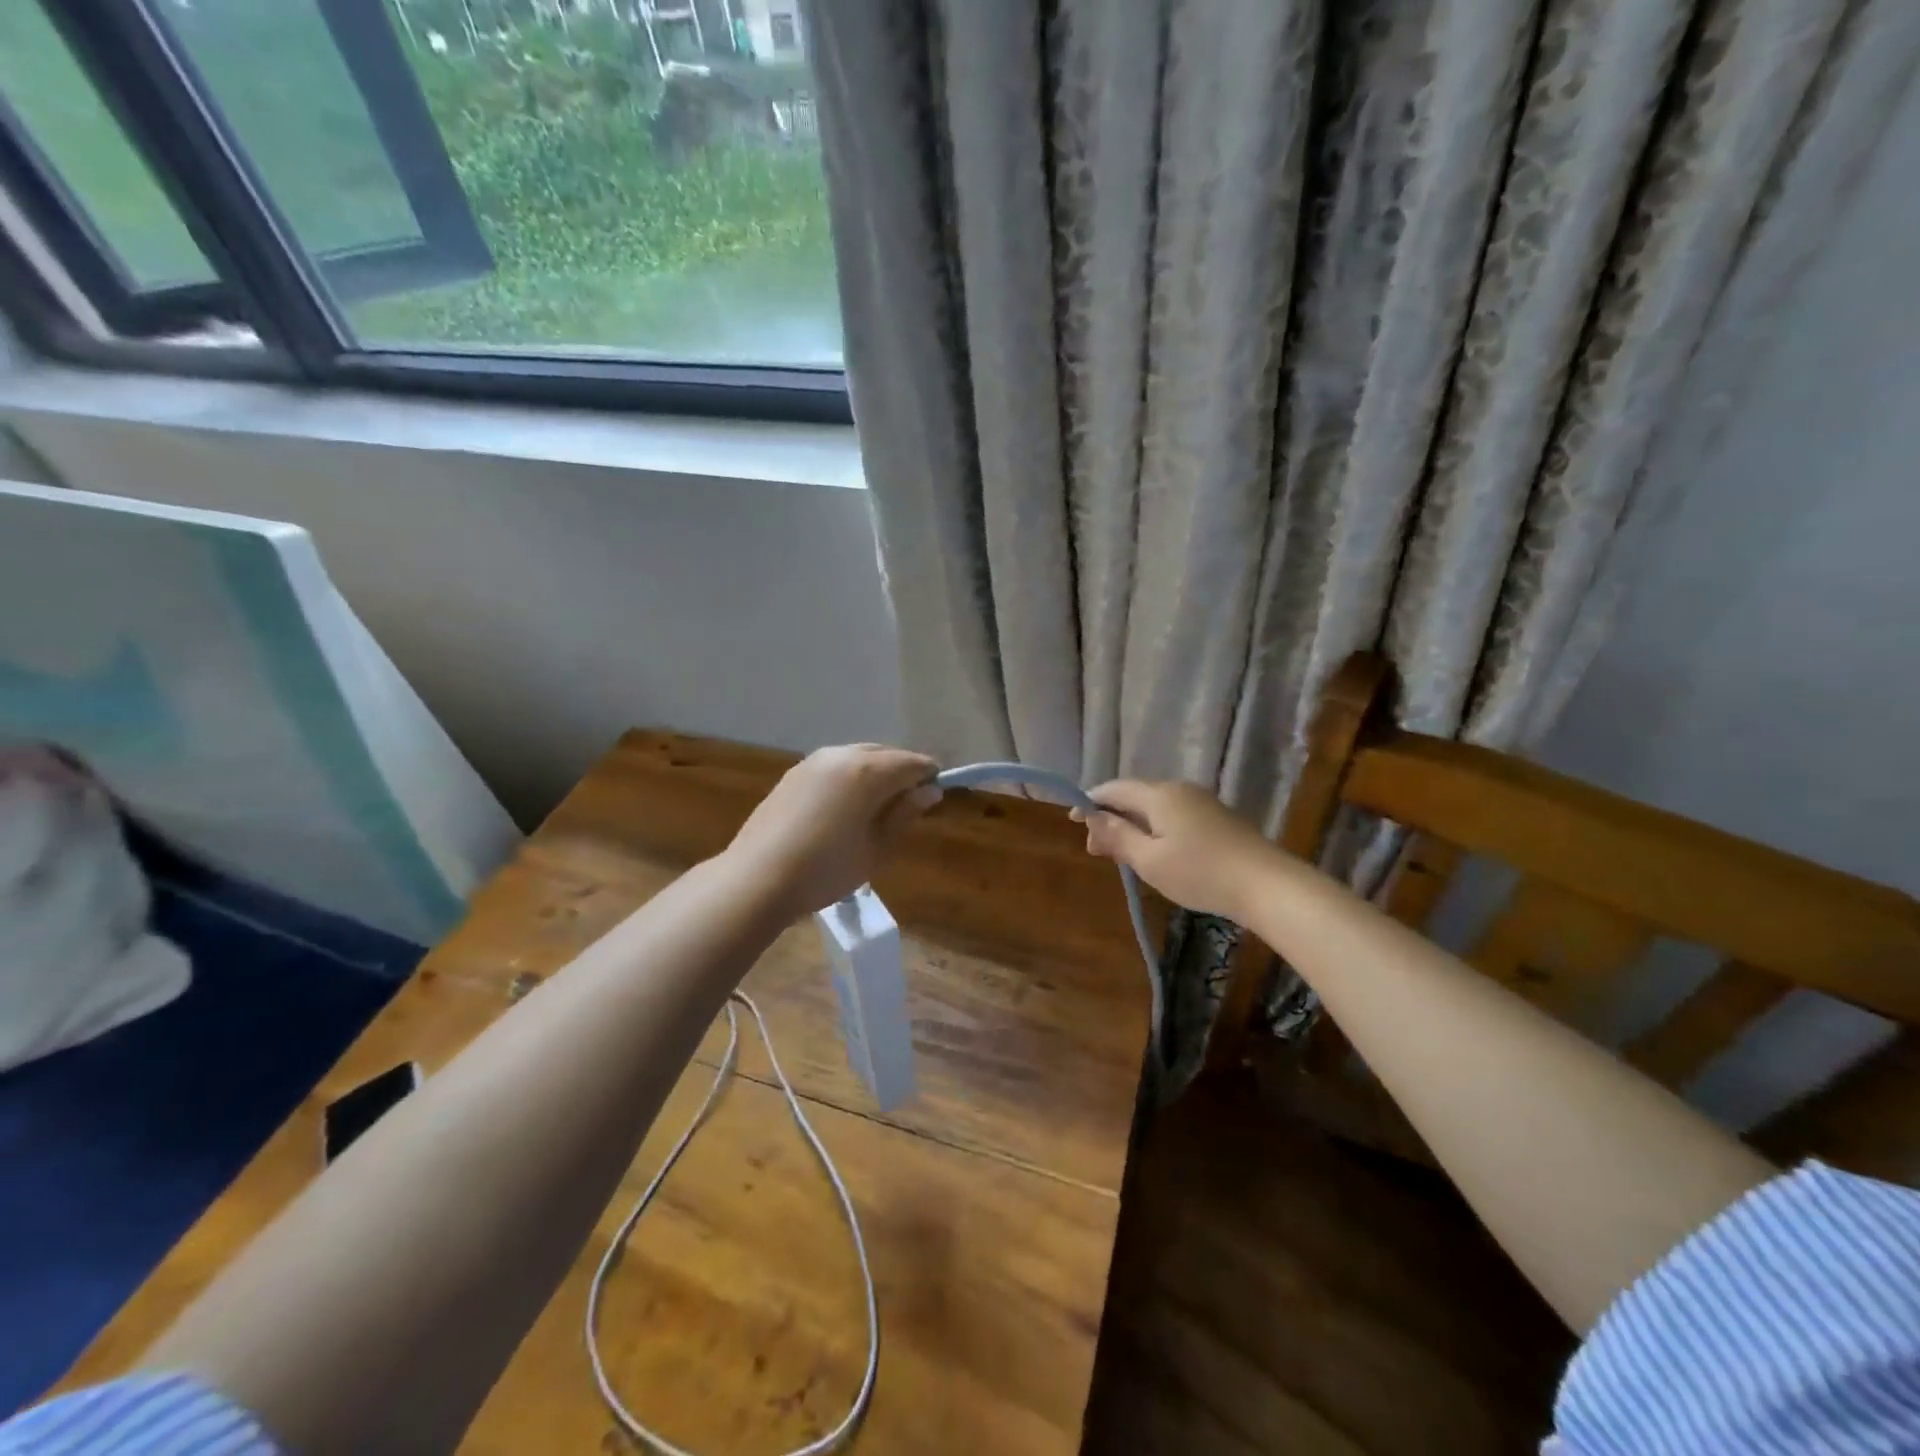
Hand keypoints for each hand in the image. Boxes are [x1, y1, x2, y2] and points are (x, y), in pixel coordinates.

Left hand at [723, 745, 941, 921]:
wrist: (757, 878)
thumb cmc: (826, 870)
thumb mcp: (877, 849)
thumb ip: (905, 815)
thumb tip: (929, 791)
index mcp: (868, 771)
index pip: (913, 763)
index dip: (929, 776)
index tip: (934, 797)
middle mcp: (842, 755)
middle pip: (885, 754)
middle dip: (901, 772)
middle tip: (906, 806)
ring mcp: (813, 761)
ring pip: (858, 757)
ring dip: (874, 773)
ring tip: (875, 809)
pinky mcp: (793, 773)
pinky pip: (834, 766)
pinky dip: (849, 778)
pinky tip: (843, 808)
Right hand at [1073, 780, 1276, 920]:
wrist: (1267, 884)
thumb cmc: (1200, 873)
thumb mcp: (1149, 860)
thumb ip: (1118, 837)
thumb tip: (1093, 818)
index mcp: (1159, 794)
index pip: (1114, 788)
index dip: (1090, 802)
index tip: (1072, 821)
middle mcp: (1179, 790)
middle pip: (1134, 796)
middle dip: (1110, 818)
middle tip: (1096, 850)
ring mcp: (1201, 802)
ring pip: (1154, 808)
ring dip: (1132, 826)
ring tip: (1121, 855)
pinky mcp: (1217, 819)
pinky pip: (1173, 816)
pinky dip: (1154, 829)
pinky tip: (1154, 853)